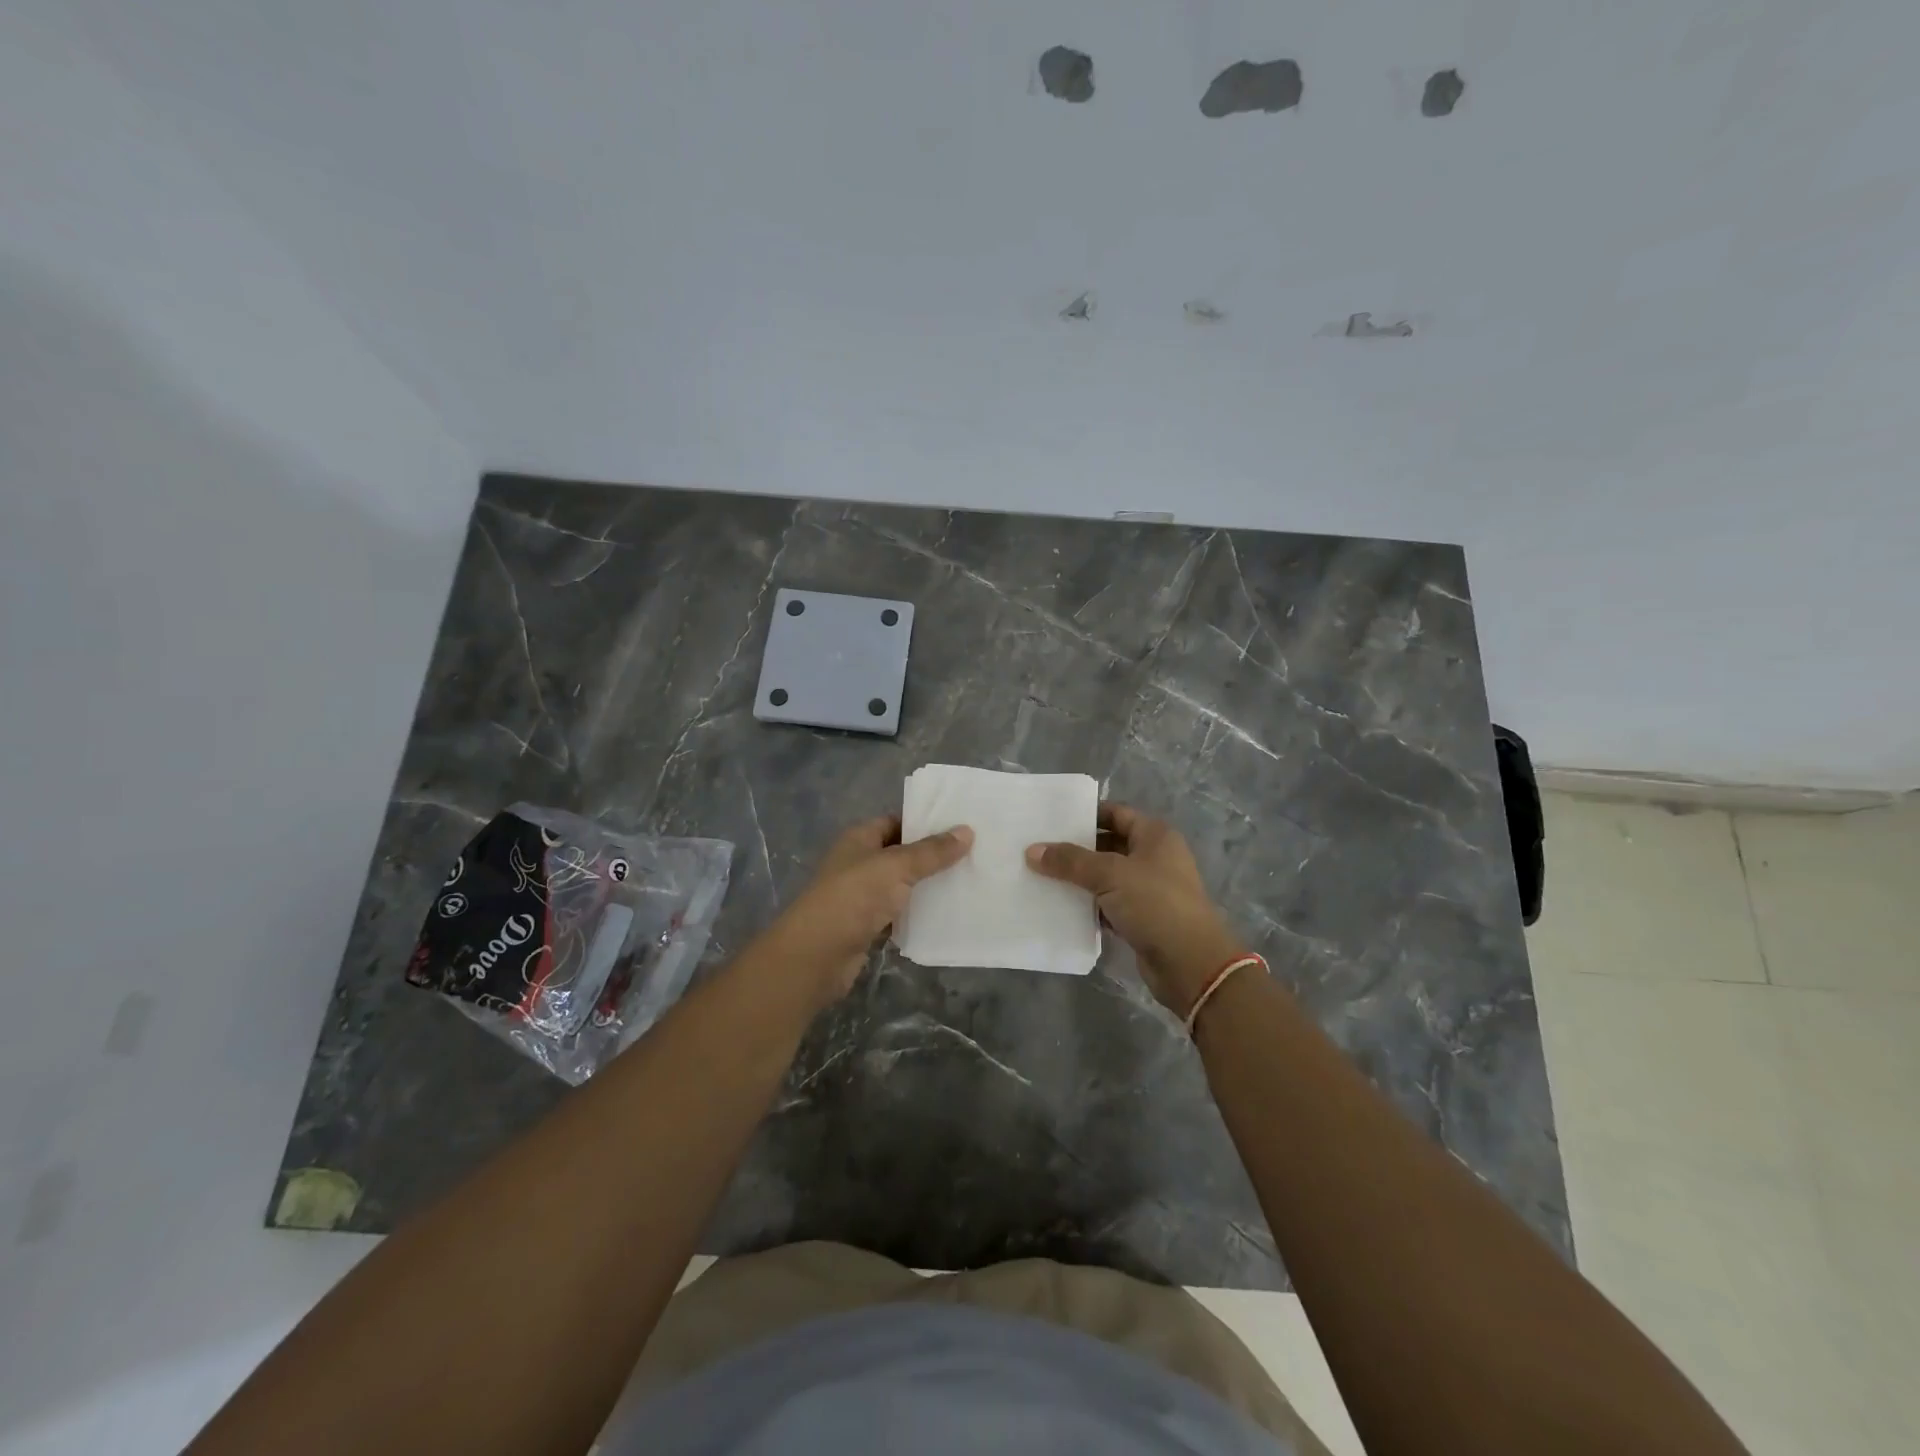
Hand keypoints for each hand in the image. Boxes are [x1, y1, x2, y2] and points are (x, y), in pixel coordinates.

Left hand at [757, 815, 972, 1010]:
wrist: (816, 955)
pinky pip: (900, 914)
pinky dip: (919, 914)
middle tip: (975, 854)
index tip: (962, 825)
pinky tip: (948, 914)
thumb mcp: (896, 867)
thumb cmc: (853, 898)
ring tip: (969, 882)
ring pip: (902, 885)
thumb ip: (932, 851)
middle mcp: (860, 863)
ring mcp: (862, 896)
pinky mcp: (868, 926)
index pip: (897, 821)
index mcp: (860, 839)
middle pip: (902, 854)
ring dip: (929, 886)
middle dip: (933, 856)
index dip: (926, 821)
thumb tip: (967, 831)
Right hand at [1028, 802, 1247, 1015]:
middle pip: (1108, 844)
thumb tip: (1032, 850)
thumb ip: (1070, 861)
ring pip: (1106, 877)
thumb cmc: (1155, 904)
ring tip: (1039, 875)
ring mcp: (1149, 890)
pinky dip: (1087, 905)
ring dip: (1078, 879)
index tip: (1051, 819)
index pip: (1115, 813)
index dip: (1085, 814)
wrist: (1190, 964)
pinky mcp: (1141, 919)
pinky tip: (1058, 907)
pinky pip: (1107, 904)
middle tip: (1038, 848)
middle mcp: (1154, 858)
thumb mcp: (1110, 875)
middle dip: (1075, 848)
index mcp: (1155, 836)